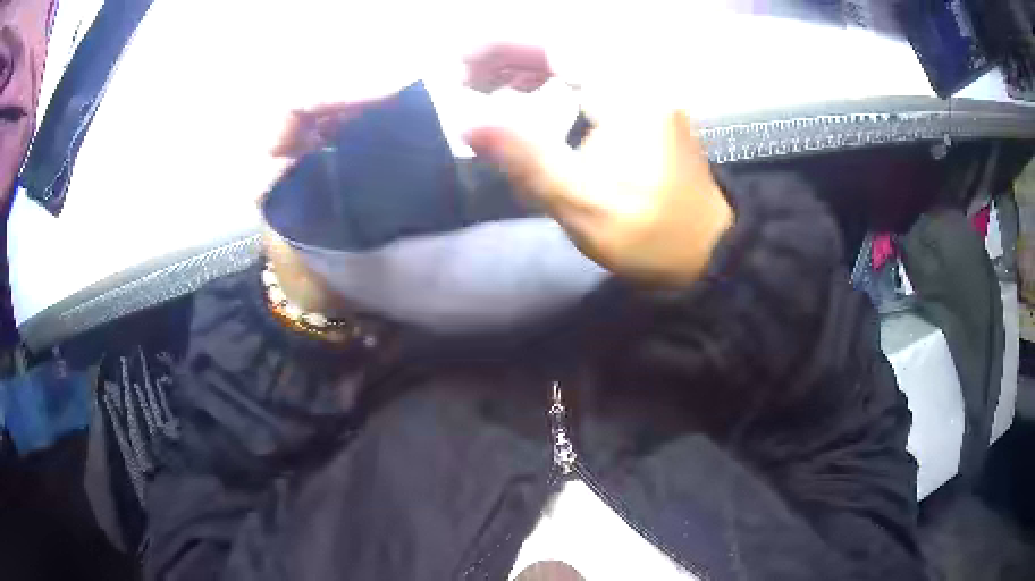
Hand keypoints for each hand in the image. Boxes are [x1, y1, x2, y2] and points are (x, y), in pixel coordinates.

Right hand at [464, 46, 732, 286]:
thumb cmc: (650, 233)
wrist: (708, 249)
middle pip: (563, 44)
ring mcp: (642, 88)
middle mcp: (637, 79)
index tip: (458, 64)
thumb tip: (466, 123)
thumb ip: (524, 157)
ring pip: (574, 56)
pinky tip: (526, 93)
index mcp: (627, 94)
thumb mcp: (582, 202)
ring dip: (525, 64)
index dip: (501, 46)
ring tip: (486, 86)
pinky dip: (550, 77)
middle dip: (507, 54)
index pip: (555, 45)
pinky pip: (587, 73)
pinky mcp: (641, 102)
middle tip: (464, 79)